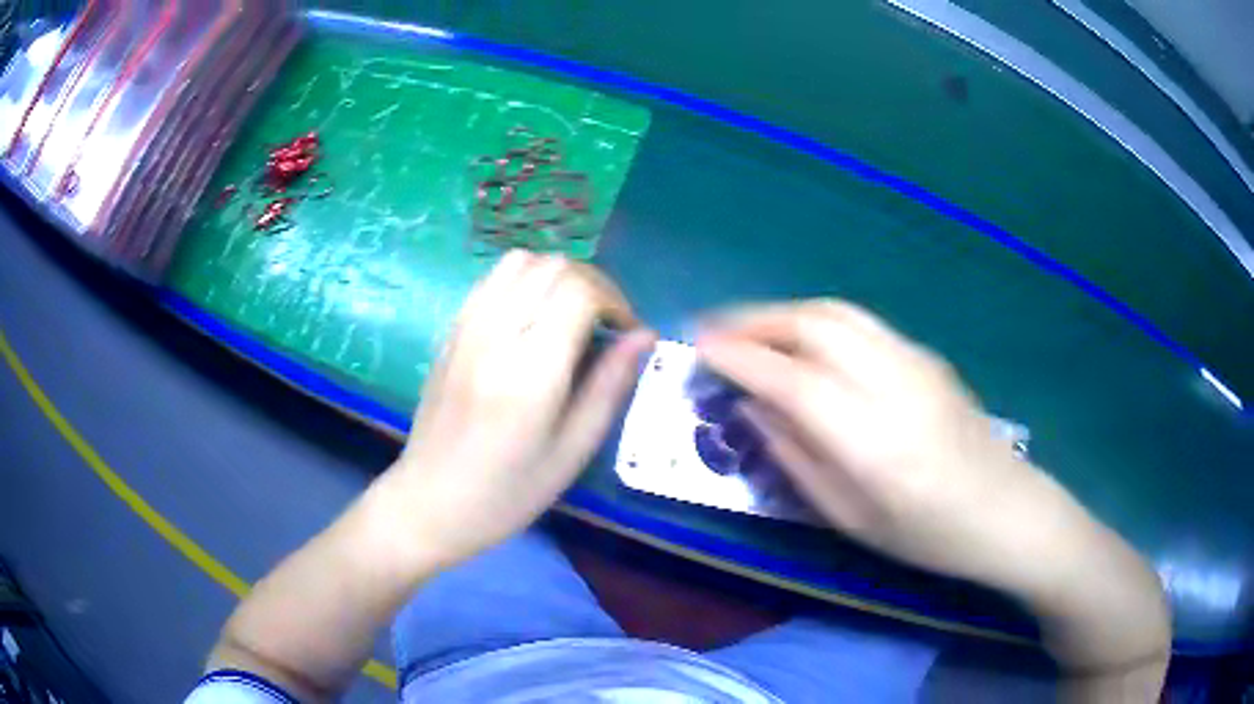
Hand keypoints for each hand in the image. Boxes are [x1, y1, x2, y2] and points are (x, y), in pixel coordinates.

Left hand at [391, 251, 654, 564]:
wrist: (430, 501)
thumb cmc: (509, 492)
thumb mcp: (573, 450)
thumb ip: (610, 385)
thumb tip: (644, 335)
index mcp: (530, 372)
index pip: (579, 291)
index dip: (614, 299)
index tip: (626, 331)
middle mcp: (495, 336)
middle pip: (553, 267)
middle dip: (592, 284)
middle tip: (605, 324)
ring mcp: (466, 328)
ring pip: (521, 261)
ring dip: (556, 277)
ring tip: (570, 316)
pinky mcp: (451, 331)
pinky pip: (492, 280)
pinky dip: (524, 282)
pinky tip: (532, 319)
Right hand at [699, 300, 1170, 696]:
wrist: (1005, 511)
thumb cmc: (926, 536)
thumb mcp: (850, 519)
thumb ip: (797, 458)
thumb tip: (754, 409)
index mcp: (870, 439)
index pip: (788, 378)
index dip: (735, 356)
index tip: (695, 346)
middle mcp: (892, 382)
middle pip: (812, 323)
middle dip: (754, 318)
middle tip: (715, 330)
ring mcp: (914, 359)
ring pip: (836, 311)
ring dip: (784, 311)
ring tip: (751, 328)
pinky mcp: (925, 354)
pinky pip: (859, 322)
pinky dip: (817, 320)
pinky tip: (803, 341)